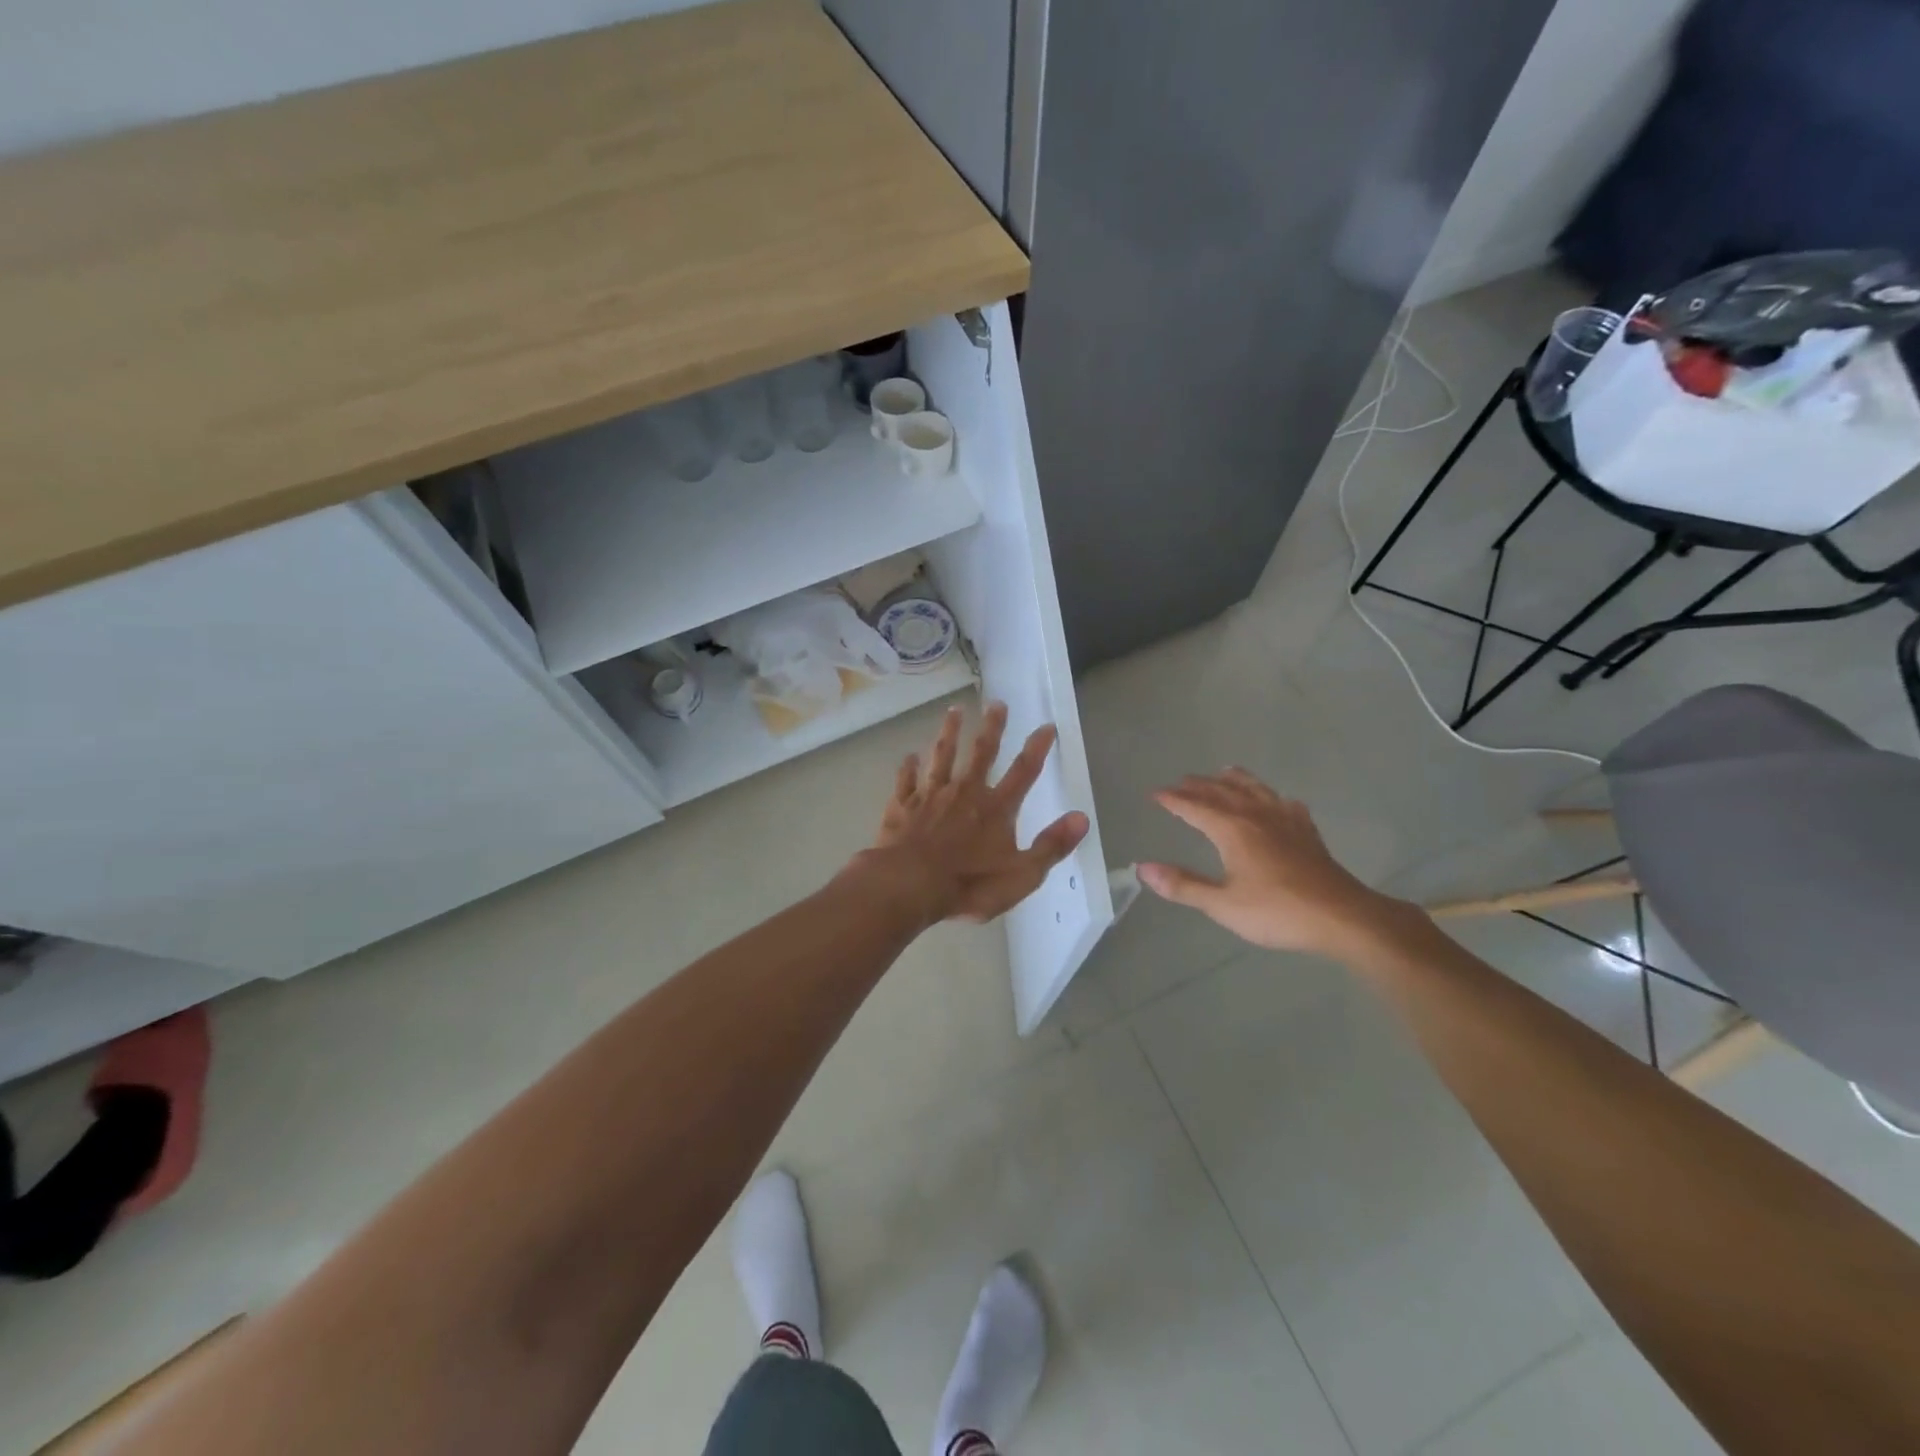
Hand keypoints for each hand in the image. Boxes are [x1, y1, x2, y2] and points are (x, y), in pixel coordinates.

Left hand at [863, 702, 1089, 924]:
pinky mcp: (903, 806)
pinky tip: (909, 756)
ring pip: (942, 756)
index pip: (1023, 772)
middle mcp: (965, 792)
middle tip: (996, 703)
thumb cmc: (969, 884)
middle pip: (982, 753)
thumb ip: (1051, 845)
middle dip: (992, 727)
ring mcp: (931, 796)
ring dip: (949, 733)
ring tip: (953, 711)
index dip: (1037, 748)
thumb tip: (1082, 818)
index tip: (1046, 725)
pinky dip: (908, 767)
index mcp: (996, 809)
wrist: (910, 885)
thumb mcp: (1022, 874)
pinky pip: (906, 781)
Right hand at [1139, 769, 1412, 959]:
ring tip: (1224, 771)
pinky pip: (1286, 804)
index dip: (1173, 800)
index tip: (1155, 793)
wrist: (1341, 916)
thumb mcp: (1222, 904)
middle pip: (1223, 793)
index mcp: (1232, 830)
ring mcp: (1286, 821)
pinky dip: (1274, 798)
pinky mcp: (1308, 833)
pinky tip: (1278, 802)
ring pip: (1256, 790)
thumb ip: (1183, 885)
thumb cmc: (1277, 911)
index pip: (1195, 807)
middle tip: (1181, 781)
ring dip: (1235, 780)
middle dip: (1199, 786)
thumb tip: (1143, 869)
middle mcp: (1256, 816)